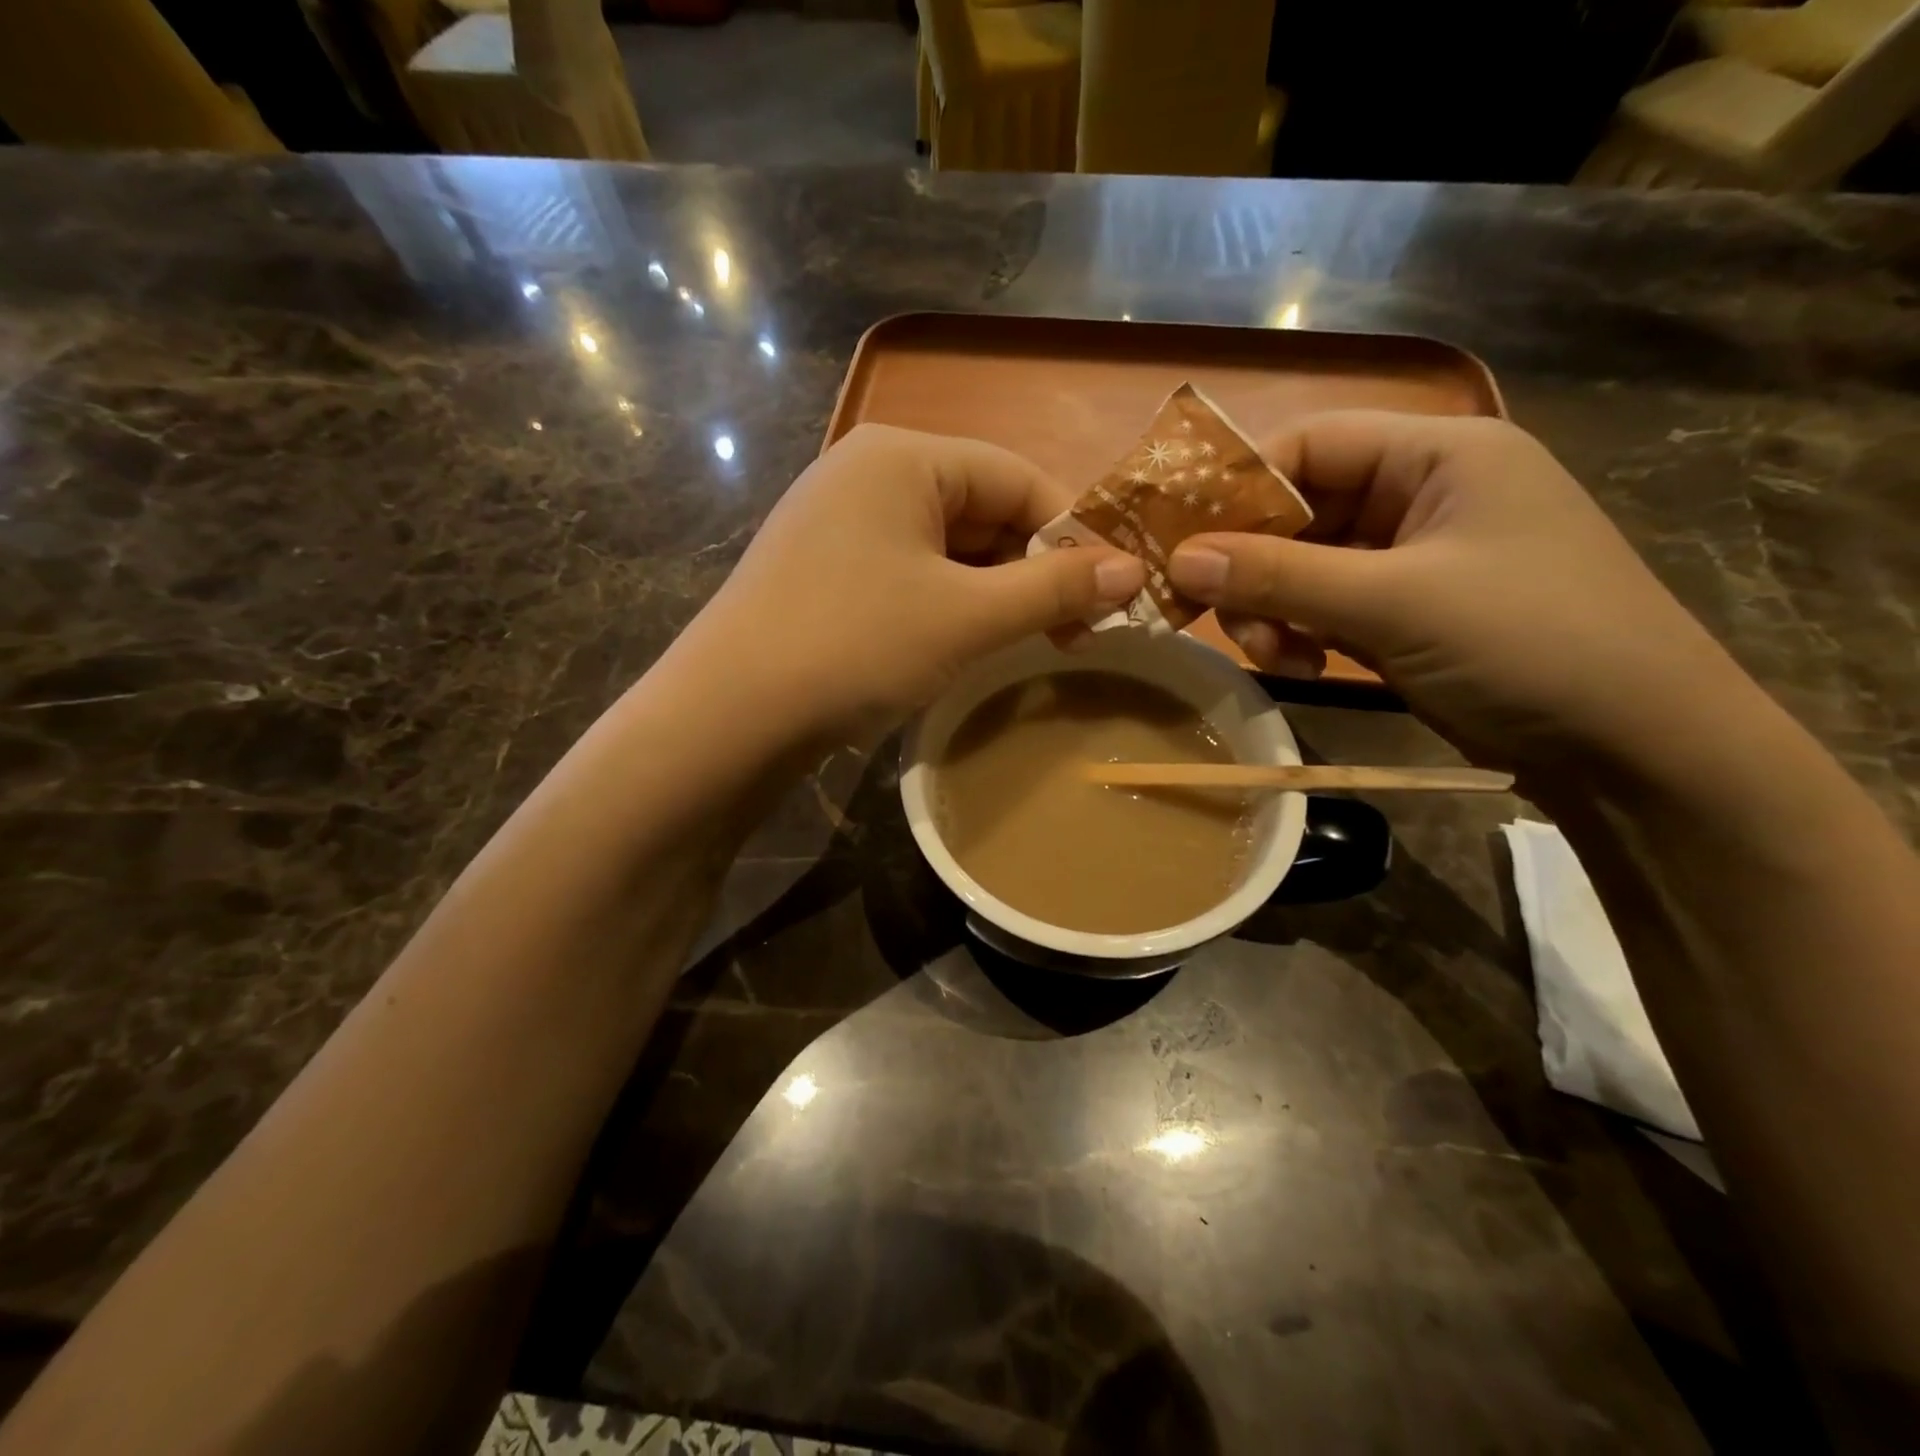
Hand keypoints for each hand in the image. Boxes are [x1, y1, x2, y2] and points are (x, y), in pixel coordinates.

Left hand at [688, 425, 1144, 737]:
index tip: (1110, 594)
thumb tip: (1132, 571)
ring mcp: (839, 522)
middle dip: (1033, 570)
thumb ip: (1052, 589)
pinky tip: (967, 642)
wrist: (729, 715)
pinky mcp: (824, 570)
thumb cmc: (856, 646)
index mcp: (903, 457)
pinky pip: (909, 573)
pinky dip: (949, 604)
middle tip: (1076, 632)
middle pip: (981, 510)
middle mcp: (867, 473)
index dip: (1072, 535)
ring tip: (1030, 643)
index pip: (1018, 477)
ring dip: (995, 592)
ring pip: (946, 548)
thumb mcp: (966, 617)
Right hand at [1166, 412, 1746, 768]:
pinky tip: (1300, 667)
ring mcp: (1414, 556)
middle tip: (1215, 615)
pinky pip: (1327, 604)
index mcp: (1439, 454)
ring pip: (1306, 564)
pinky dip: (1301, 631)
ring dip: (1274, 606)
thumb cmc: (1527, 645)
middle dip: (1254, 564)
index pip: (1309, 444)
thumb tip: (1177, 560)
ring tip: (1272, 655)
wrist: (1634, 750)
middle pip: (1300, 508)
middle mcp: (1423, 492)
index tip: (1182, 543)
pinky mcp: (1406, 611)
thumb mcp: (1393, 603)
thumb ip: (1279, 576)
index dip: (1239, 488)